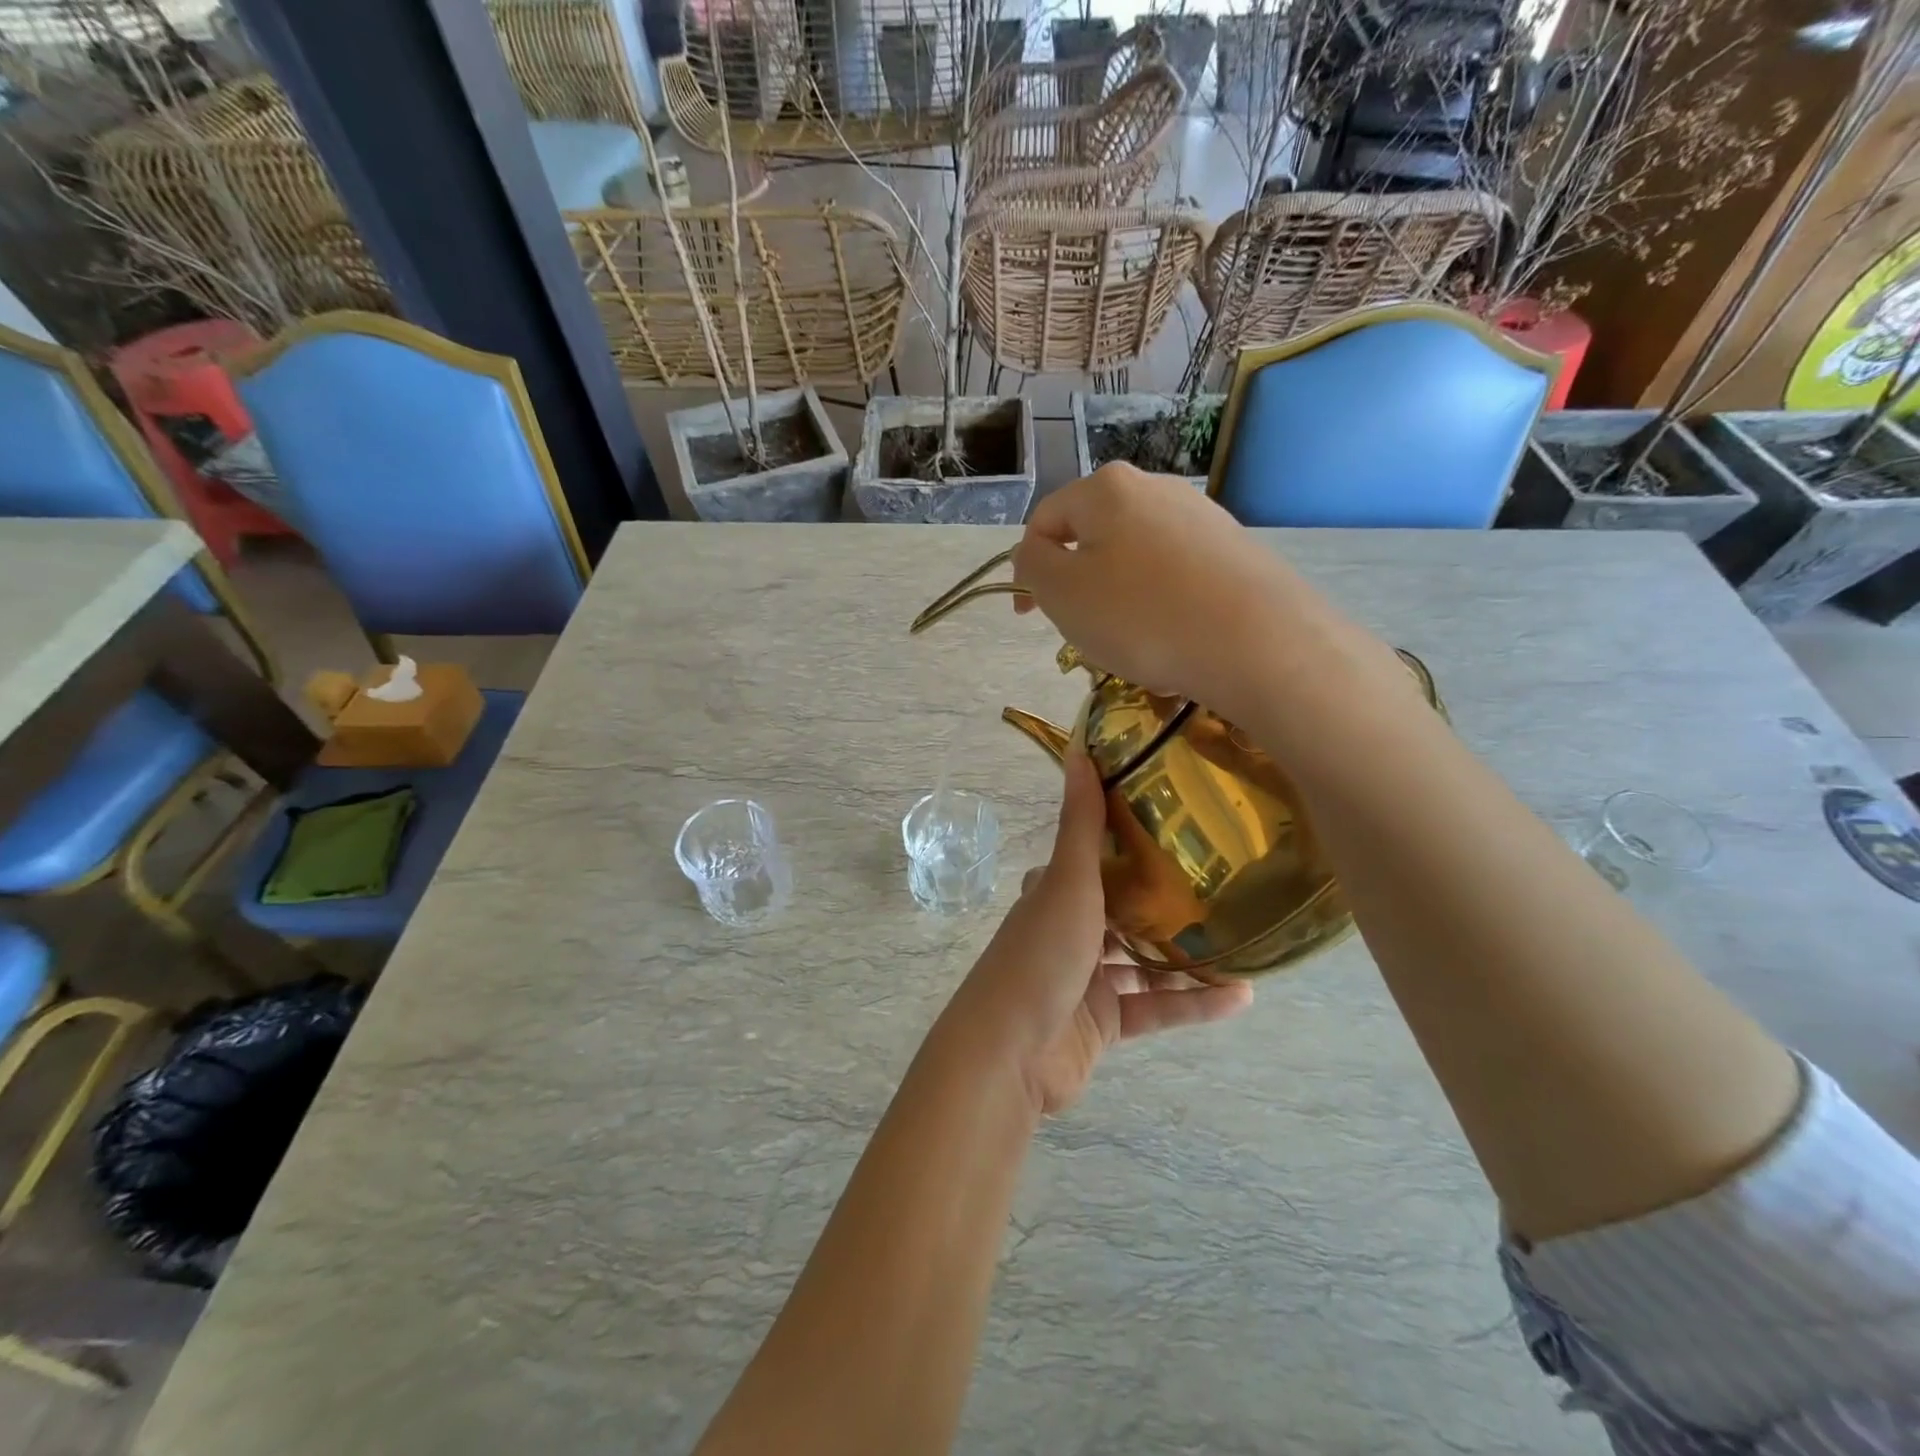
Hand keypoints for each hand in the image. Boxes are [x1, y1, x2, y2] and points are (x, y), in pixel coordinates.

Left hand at [951, 749, 1251, 1116]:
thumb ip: (1082, 823)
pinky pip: (1154, 1009)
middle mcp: (1068, 932)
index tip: (1179, 831)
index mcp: (1054, 894)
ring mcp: (1084, 981)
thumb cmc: (1040, 955)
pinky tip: (1241, 995)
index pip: (1094, 862)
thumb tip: (1080, 749)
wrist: (1008, 1054)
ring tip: (1241, 940)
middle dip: (1167, 904)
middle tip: (1225, 886)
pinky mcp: (1102, 1025)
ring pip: (1143, 963)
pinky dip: (1191, 1004)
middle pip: (1123, 912)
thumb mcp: (1068, 882)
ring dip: (1186, 957)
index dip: (1130, 848)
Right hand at [1009, 464, 1403, 731]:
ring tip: (1132, 644)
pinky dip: (1161, 606)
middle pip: (1094, 537)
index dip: (1026, 569)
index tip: (1028, 617)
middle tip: (1082, 632)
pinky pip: (1177, 577)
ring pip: (1136, 560)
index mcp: (1106, 488)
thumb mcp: (1061, 592)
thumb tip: (1037, 553)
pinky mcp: (1235, 550)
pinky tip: (1174, 640)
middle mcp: (1156, 488)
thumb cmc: (1142, 615)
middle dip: (1078, 585)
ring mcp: (1202, 517)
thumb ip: (1032, 565)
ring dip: (1119, 599)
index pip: (1045, 521)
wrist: (1257, 642)